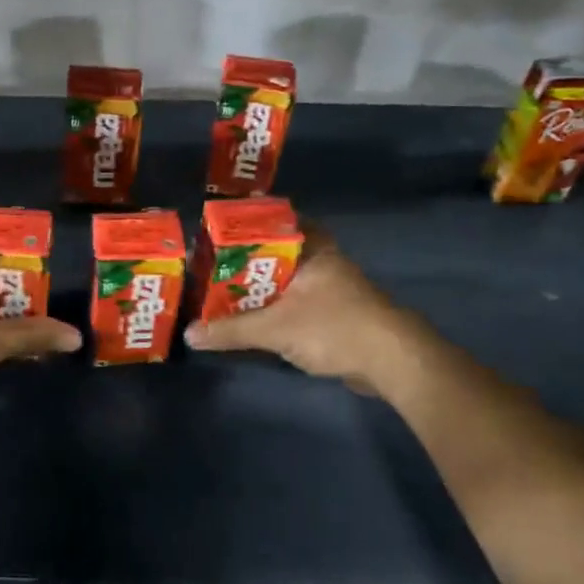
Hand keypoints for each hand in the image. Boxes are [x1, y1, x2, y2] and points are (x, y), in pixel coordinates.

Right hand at [183, 230, 406, 394]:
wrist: (393, 362)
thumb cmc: (334, 327)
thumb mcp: (274, 328)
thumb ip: (231, 330)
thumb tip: (190, 334)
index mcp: (311, 247)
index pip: (272, 221)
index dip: (242, 225)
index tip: (214, 234)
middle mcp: (321, 261)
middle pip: (274, 252)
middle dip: (243, 261)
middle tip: (209, 268)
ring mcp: (331, 288)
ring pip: (285, 280)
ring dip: (258, 288)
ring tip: (220, 293)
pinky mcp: (335, 313)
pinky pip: (295, 302)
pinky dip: (274, 307)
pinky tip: (252, 318)